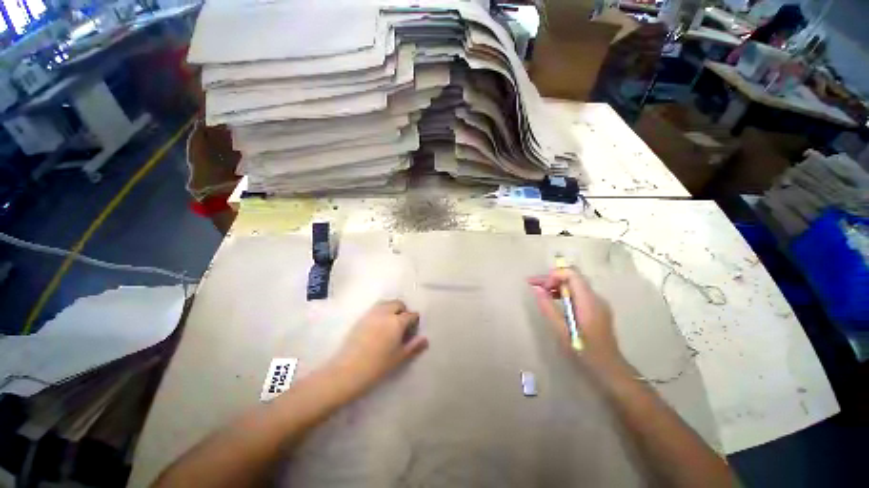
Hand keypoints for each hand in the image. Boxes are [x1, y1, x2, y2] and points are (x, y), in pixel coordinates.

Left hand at [328, 300, 428, 395]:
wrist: (347, 371)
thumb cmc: (377, 366)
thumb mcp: (399, 357)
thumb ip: (414, 346)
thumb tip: (425, 339)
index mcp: (397, 321)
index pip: (411, 315)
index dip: (414, 321)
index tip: (413, 331)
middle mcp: (385, 313)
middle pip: (398, 304)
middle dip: (403, 311)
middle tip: (403, 326)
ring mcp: (372, 313)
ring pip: (386, 303)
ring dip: (392, 309)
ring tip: (391, 324)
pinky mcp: (361, 318)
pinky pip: (376, 309)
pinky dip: (382, 312)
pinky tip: (379, 327)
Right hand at [527, 268, 626, 373]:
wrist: (609, 368)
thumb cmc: (584, 351)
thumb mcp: (562, 331)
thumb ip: (548, 308)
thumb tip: (537, 289)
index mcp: (588, 301)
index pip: (572, 274)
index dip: (554, 275)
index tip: (542, 288)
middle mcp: (595, 297)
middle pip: (572, 277)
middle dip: (551, 278)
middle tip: (533, 284)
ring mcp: (597, 302)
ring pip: (574, 284)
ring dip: (556, 285)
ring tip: (540, 292)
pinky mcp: (596, 308)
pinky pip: (578, 293)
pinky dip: (564, 293)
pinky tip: (553, 301)